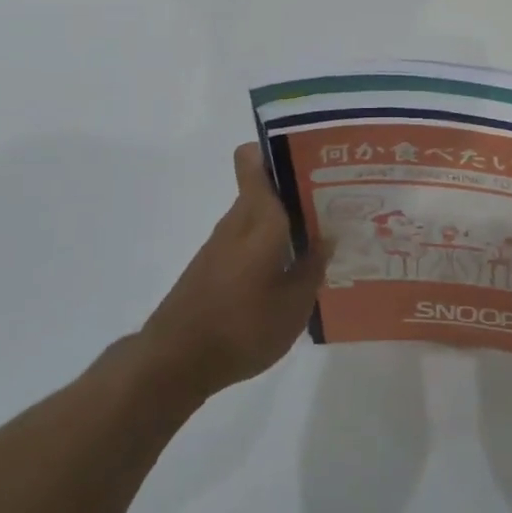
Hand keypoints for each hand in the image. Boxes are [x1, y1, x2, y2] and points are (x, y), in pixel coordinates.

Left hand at [137, 143, 328, 403]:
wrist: (174, 363)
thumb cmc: (241, 327)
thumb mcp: (294, 305)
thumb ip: (314, 267)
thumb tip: (328, 237)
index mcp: (259, 218)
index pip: (253, 160)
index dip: (278, 149)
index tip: (313, 159)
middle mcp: (238, 221)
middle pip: (266, 187)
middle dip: (300, 190)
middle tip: (338, 202)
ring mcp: (222, 244)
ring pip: (260, 215)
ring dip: (288, 221)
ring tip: (325, 238)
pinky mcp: (213, 267)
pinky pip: (250, 240)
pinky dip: (272, 246)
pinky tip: (294, 272)